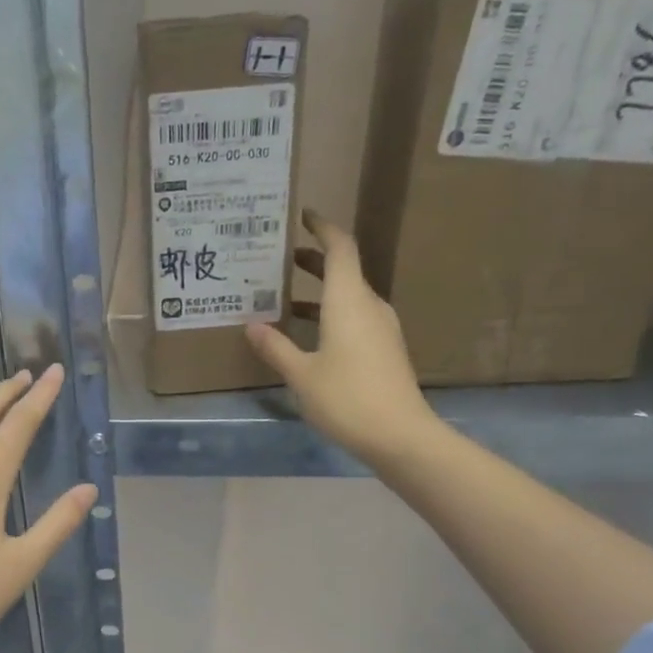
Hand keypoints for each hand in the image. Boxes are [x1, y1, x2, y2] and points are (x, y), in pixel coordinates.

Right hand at [245, 208, 440, 465]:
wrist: (400, 436)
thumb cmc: (347, 399)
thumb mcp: (301, 374)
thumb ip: (275, 347)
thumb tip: (251, 325)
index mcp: (349, 301)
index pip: (340, 248)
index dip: (322, 228)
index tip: (303, 216)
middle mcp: (369, 306)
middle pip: (343, 270)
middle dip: (313, 261)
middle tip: (280, 259)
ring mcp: (381, 329)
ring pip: (348, 297)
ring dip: (320, 292)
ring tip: (285, 299)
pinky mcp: (384, 350)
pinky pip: (354, 318)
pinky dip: (330, 314)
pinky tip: (309, 335)